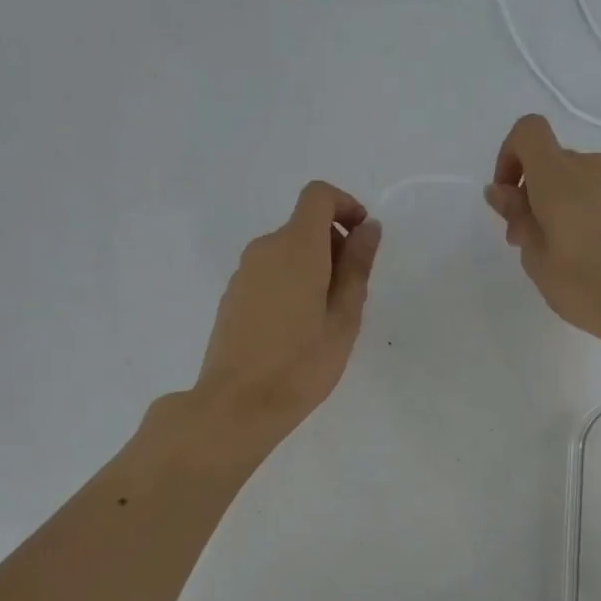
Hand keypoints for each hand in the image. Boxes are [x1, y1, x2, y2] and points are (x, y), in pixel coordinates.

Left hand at [193, 181, 381, 449]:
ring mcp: (244, 272)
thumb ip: (357, 267)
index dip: (345, 206)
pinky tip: (297, 329)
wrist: (238, 404)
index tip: (363, 239)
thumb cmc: (301, 364)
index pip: (318, 196)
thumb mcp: (344, 317)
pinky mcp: (232, 295)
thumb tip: (368, 227)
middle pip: (304, 225)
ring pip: (287, 251)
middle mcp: (265, 249)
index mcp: (297, 247)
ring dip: (313, 268)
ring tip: (326, 319)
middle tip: (351, 295)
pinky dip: (291, 283)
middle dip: (334, 245)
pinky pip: (270, 273)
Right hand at [485, 114, 600, 348]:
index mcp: (560, 179)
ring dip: (569, 205)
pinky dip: (600, 216)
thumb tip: (501, 191)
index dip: (510, 155)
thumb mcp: (538, 261)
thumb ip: (518, 218)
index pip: (528, 131)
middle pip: (557, 161)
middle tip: (532, 242)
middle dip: (536, 193)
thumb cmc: (589, 288)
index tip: (508, 198)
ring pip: (587, 181)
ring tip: (572, 254)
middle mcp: (595, 169)